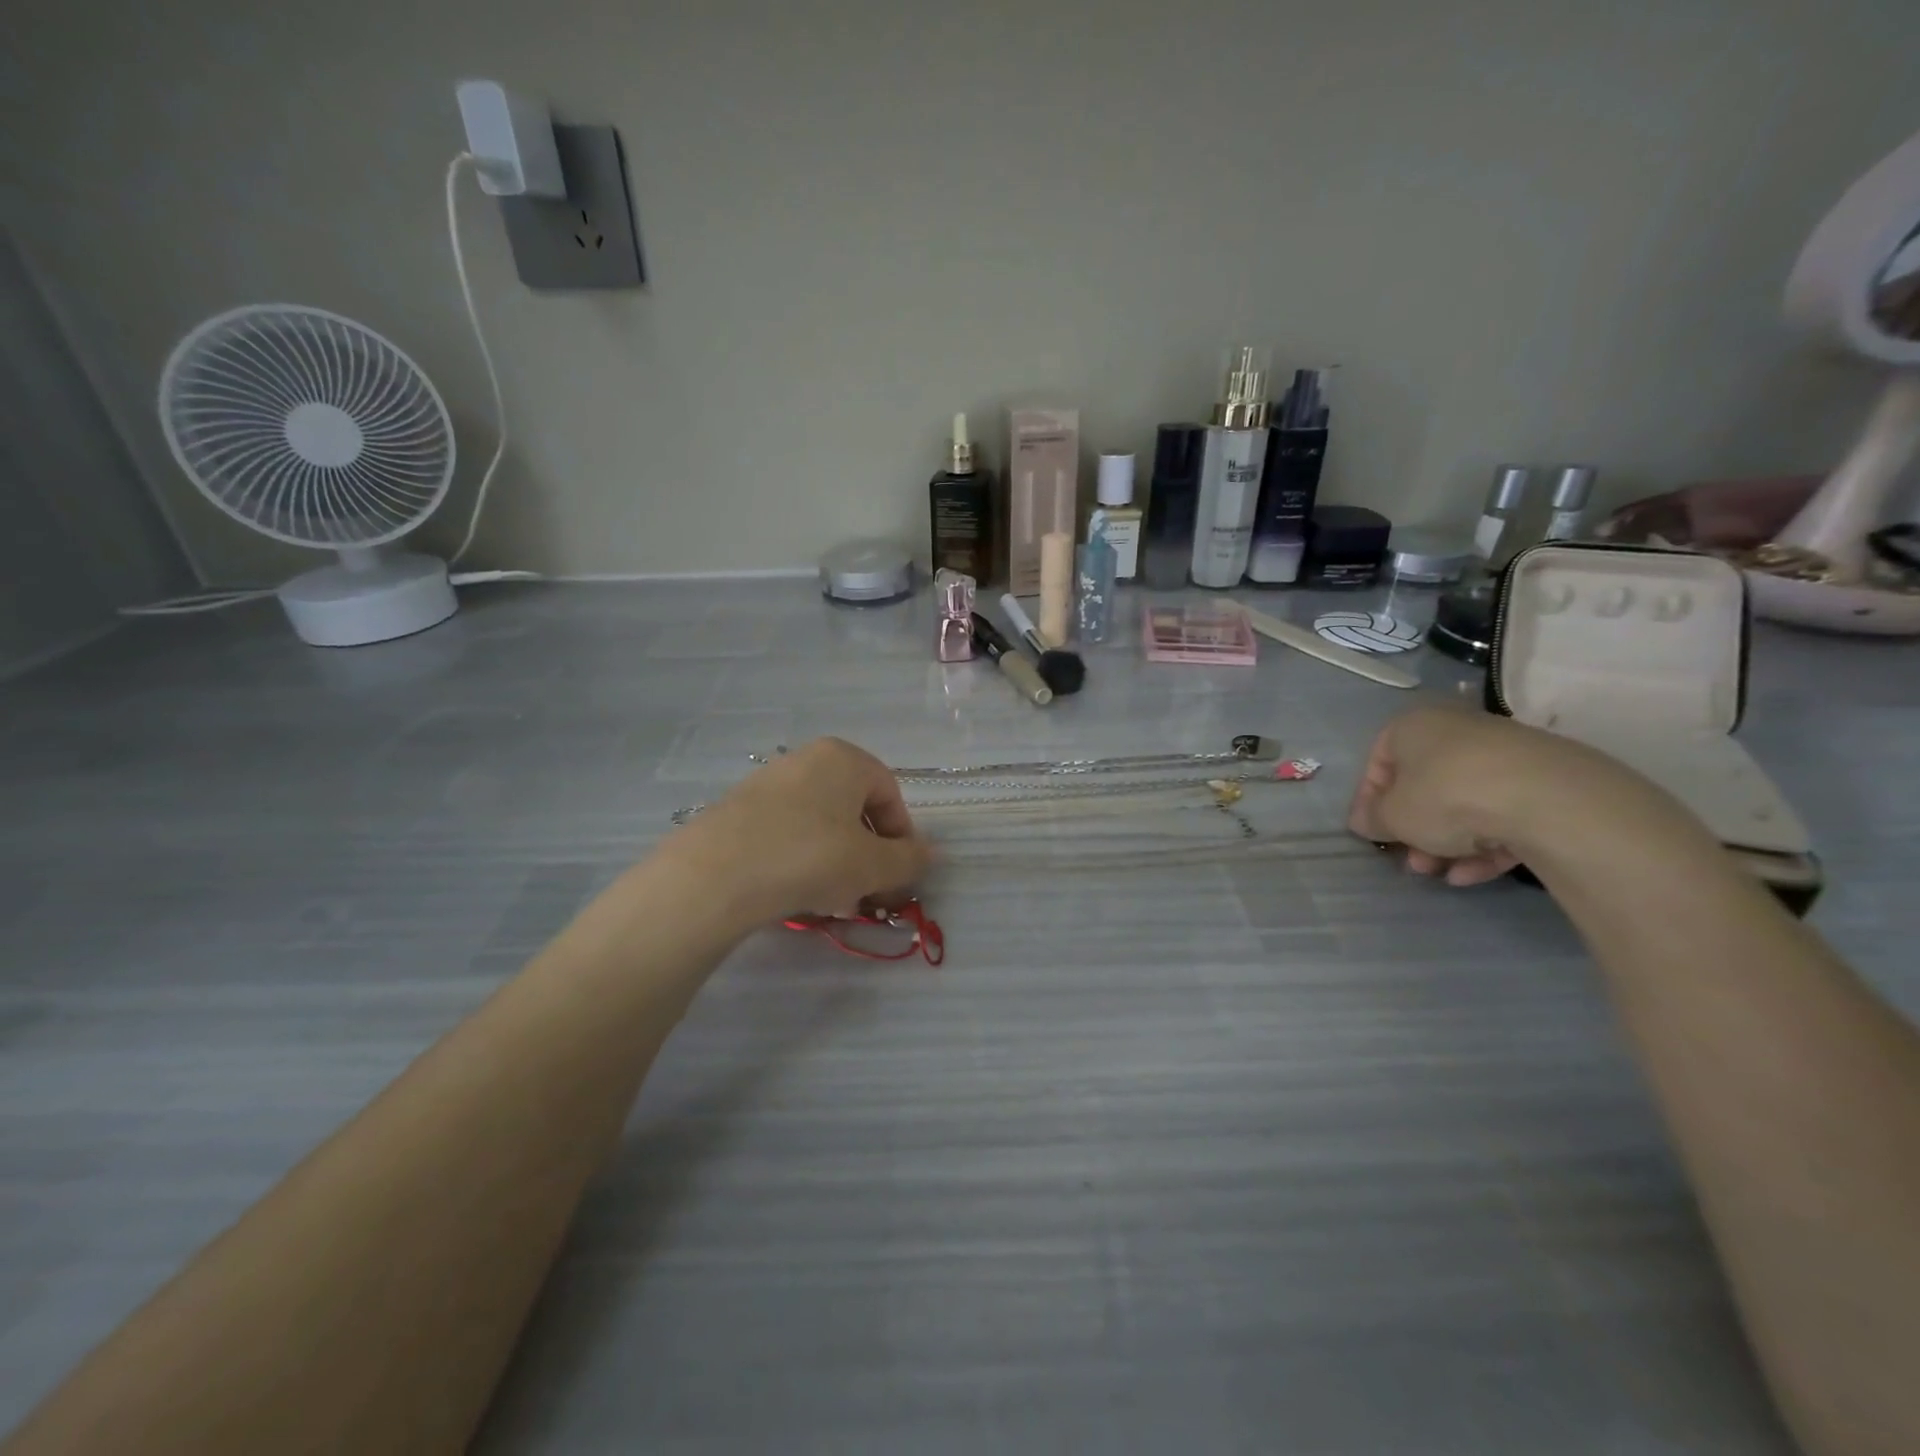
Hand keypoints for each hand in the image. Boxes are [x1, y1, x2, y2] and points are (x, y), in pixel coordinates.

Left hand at [668, 738, 932, 923]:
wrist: (715, 875)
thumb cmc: (810, 857)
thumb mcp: (872, 865)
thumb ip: (909, 859)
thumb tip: (932, 854)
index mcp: (844, 757)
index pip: (891, 794)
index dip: (901, 838)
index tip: (897, 877)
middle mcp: (806, 759)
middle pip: (854, 809)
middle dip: (867, 854)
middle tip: (867, 893)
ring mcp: (768, 782)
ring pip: (820, 824)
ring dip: (836, 861)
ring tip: (831, 901)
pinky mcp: (738, 810)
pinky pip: (786, 832)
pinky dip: (800, 859)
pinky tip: (795, 893)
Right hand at [1347, 705, 1588, 885]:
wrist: (1546, 799)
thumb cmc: (1445, 796)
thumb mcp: (1392, 815)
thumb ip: (1372, 818)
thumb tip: (1365, 820)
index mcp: (1414, 726)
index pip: (1379, 761)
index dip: (1369, 800)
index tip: (1371, 832)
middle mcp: (1457, 731)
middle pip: (1424, 785)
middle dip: (1414, 829)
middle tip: (1411, 861)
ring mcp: (1505, 755)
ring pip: (1463, 803)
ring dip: (1446, 842)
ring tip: (1441, 874)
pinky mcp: (1544, 783)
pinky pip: (1501, 814)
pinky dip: (1484, 844)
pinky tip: (1474, 874)